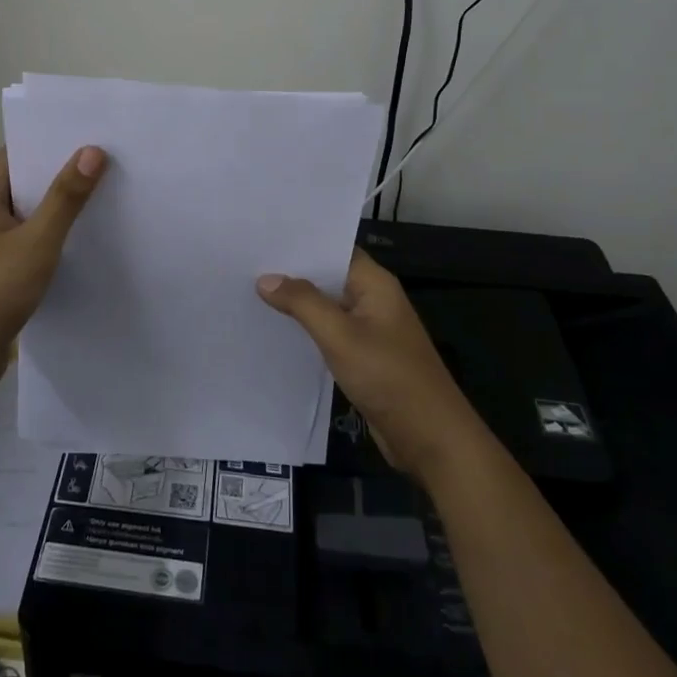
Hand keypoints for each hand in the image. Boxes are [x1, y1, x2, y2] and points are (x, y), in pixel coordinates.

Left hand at [0, 146, 107, 401]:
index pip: (16, 153)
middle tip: (108, 159)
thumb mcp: (36, 241)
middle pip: (26, 182)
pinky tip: (87, 239)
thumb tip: (92, 150)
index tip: (89, 131)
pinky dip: (56, 235)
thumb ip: (65, 198)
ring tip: (107, 193)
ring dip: (62, 206)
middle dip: (62, 171)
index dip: (48, 139)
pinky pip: (33, 241)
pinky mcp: (2, 272)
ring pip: (32, 215)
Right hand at [257, 248, 477, 479]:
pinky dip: (306, 329)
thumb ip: (302, 303)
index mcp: (375, 284)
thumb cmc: (388, 376)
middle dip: (292, 273)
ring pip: (326, 307)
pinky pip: (329, 333)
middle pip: (327, 277)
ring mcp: (369, 330)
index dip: (300, 243)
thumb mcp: (340, 335)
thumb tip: (266, 278)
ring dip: (296, 303)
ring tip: (250, 293)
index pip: (334, 249)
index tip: (262, 239)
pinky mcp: (364, 357)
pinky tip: (275, 330)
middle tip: (245, 264)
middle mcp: (373, 300)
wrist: (430, 438)